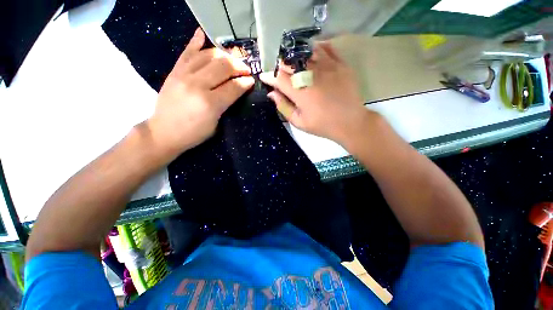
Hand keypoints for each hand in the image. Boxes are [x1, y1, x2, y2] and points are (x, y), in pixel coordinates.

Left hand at [147, 28, 254, 157]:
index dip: (245, 82)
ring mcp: (183, 75)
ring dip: (224, 55)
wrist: (163, 132)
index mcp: (210, 103)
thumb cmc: (194, 133)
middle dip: (239, 66)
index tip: (251, 81)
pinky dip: (196, 42)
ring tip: (232, 60)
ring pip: (208, 56)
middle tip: (246, 69)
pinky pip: (187, 52)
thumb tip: (237, 90)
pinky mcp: (174, 71)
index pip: (233, 87)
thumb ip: (226, 105)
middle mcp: (197, 85)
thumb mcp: (216, 124)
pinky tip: (203, 34)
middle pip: (223, 67)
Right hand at [260, 42, 374, 142]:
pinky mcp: (340, 64)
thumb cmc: (322, 125)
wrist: (350, 122)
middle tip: (281, 75)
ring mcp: (327, 66)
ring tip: (295, 65)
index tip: (265, 78)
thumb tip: (272, 93)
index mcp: (300, 91)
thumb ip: (283, 107)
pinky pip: (325, 48)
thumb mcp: (299, 122)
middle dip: (281, 67)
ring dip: (296, 57)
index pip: (278, 77)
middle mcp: (311, 75)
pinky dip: (315, 49)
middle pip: (289, 62)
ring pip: (305, 52)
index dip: (269, 76)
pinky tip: (312, 55)